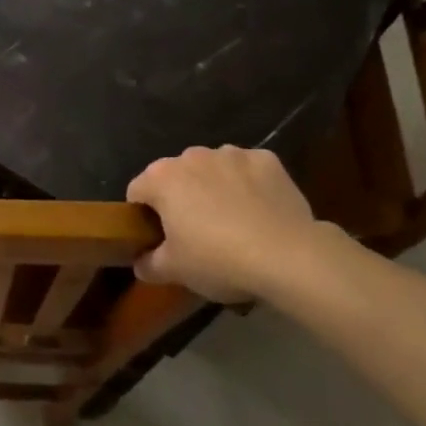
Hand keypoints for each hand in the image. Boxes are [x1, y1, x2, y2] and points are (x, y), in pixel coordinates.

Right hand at [126, 146, 335, 306]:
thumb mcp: (174, 271)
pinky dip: (248, 186)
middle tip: (195, 234)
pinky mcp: (267, 160)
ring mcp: (232, 154)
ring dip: (214, 188)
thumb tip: (140, 262)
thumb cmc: (218, 260)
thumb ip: (148, 264)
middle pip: (176, 177)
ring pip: (213, 170)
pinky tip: (259, 213)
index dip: (144, 216)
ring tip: (232, 223)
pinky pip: (248, 171)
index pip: (137, 192)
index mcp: (162, 177)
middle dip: (181, 199)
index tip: (159, 239)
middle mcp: (192, 155)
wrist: (287, 256)